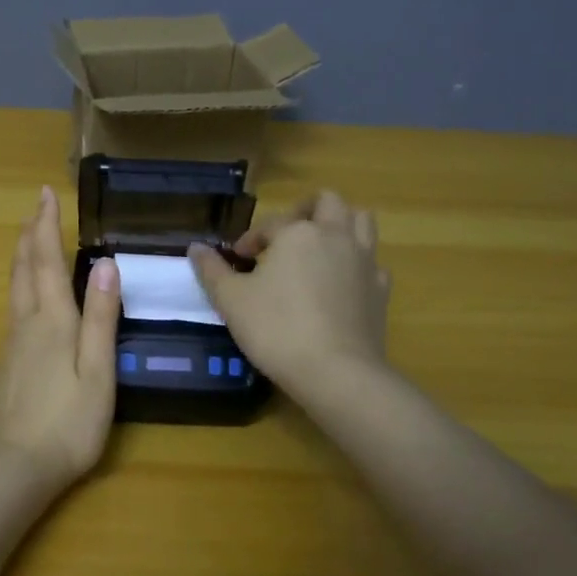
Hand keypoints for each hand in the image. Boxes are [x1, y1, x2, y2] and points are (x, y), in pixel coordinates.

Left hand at [0, 186, 121, 485]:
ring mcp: (12, 342)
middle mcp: (26, 322)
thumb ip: (101, 317)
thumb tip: (105, 264)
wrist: (16, 467)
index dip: (47, 225)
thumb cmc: (68, 422)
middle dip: (31, 233)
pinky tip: (26, 290)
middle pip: (24, 268)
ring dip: (23, 255)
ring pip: (14, 286)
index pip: (48, 260)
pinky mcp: (7, 361)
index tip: (45, 193)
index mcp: (52, 320)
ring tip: (30, 236)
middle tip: (36, 206)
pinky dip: (21, 281)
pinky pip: (13, 305)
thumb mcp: (98, 371)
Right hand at [188, 190, 391, 396]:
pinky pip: (372, 262)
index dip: (250, 240)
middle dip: (304, 213)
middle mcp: (336, 236)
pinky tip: (340, 285)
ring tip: (317, 249)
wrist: (336, 372)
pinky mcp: (381, 289)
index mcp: (298, 233)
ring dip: (339, 226)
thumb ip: (211, 270)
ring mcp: (365, 261)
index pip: (270, 223)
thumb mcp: (230, 300)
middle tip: (284, 239)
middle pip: (328, 203)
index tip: (238, 261)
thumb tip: (195, 248)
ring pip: (361, 222)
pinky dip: (356, 264)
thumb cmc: (276, 329)